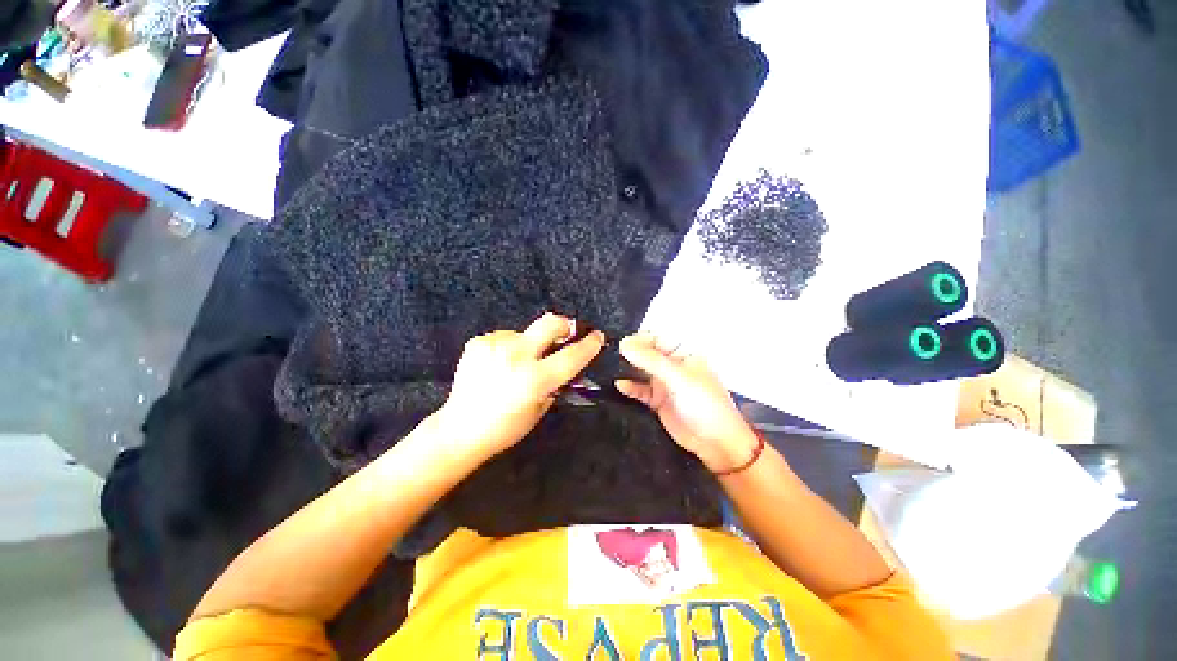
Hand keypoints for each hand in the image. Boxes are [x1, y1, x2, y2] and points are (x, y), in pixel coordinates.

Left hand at [438, 313, 604, 460]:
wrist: (460, 429)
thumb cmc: (505, 428)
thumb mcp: (539, 409)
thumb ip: (555, 384)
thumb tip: (565, 365)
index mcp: (534, 379)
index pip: (571, 356)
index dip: (589, 345)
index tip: (597, 336)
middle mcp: (516, 356)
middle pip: (550, 323)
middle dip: (565, 325)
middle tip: (566, 333)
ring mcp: (495, 346)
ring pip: (525, 332)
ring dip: (530, 344)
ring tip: (518, 363)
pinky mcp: (479, 342)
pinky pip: (505, 337)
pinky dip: (509, 347)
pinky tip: (500, 364)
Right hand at [616, 334, 759, 472]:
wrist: (715, 442)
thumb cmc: (704, 404)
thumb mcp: (678, 378)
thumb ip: (650, 361)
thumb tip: (624, 344)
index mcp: (683, 353)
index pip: (657, 338)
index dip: (639, 339)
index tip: (622, 344)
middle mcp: (672, 365)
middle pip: (647, 353)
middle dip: (631, 354)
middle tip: (612, 356)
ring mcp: (664, 383)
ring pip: (641, 371)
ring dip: (628, 370)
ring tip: (610, 369)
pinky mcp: (657, 400)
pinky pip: (640, 390)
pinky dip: (630, 388)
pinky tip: (620, 386)